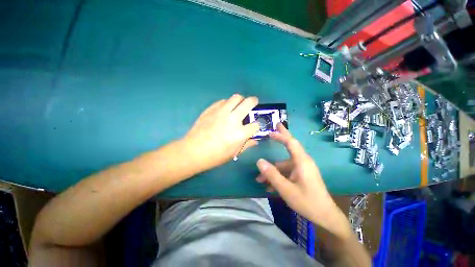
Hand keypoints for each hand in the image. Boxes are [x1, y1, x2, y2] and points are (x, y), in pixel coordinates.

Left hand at [183, 94, 259, 171]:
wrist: (193, 151)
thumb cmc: (215, 156)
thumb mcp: (234, 153)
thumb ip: (247, 145)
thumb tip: (255, 140)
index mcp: (240, 133)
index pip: (256, 124)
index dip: (257, 125)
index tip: (254, 126)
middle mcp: (233, 119)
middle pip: (248, 103)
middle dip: (254, 101)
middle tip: (253, 103)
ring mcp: (221, 112)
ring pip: (236, 97)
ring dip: (241, 100)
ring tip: (239, 105)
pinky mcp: (211, 109)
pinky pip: (223, 101)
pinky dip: (227, 103)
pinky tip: (225, 109)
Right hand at [256, 123, 350, 238]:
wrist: (325, 217)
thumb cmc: (307, 202)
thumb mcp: (286, 189)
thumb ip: (272, 175)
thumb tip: (259, 162)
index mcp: (302, 162)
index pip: (291, 143)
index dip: (281, 136)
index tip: (270, 132)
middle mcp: (302, 162)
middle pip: (290, 147)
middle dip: (281, 137)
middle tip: (275, 128)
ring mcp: (302, 169)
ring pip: (284, 166)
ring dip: (272, 171)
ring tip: (260, 180)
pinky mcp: (301, 176)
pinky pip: (287, 173)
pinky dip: (278, 176)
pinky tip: (269, 187)